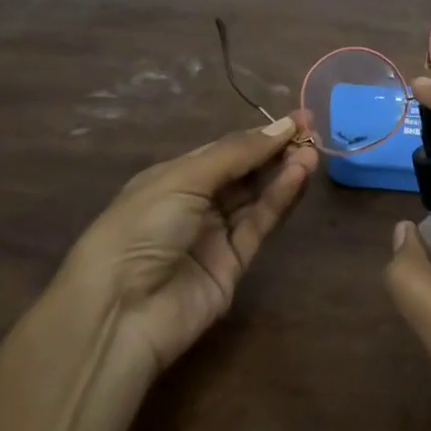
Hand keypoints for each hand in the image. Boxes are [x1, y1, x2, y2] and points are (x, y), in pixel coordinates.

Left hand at [70, 113, 316, 373]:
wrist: (119, 311)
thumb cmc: (142, 227)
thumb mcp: (185, 178)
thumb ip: (237, 153)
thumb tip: (283, 125)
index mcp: (175, 176)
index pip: (226, 150)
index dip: (259, 135)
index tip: (297, 119)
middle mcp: (196, 202)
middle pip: (245, 171)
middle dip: (276, 151)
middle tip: (311, 132)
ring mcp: (215, 235)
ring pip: (257, 197)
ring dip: (284, 173)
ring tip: (312, 152)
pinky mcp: (234, 265)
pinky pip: (260, 224)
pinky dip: (280, 200)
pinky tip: (298, 176)